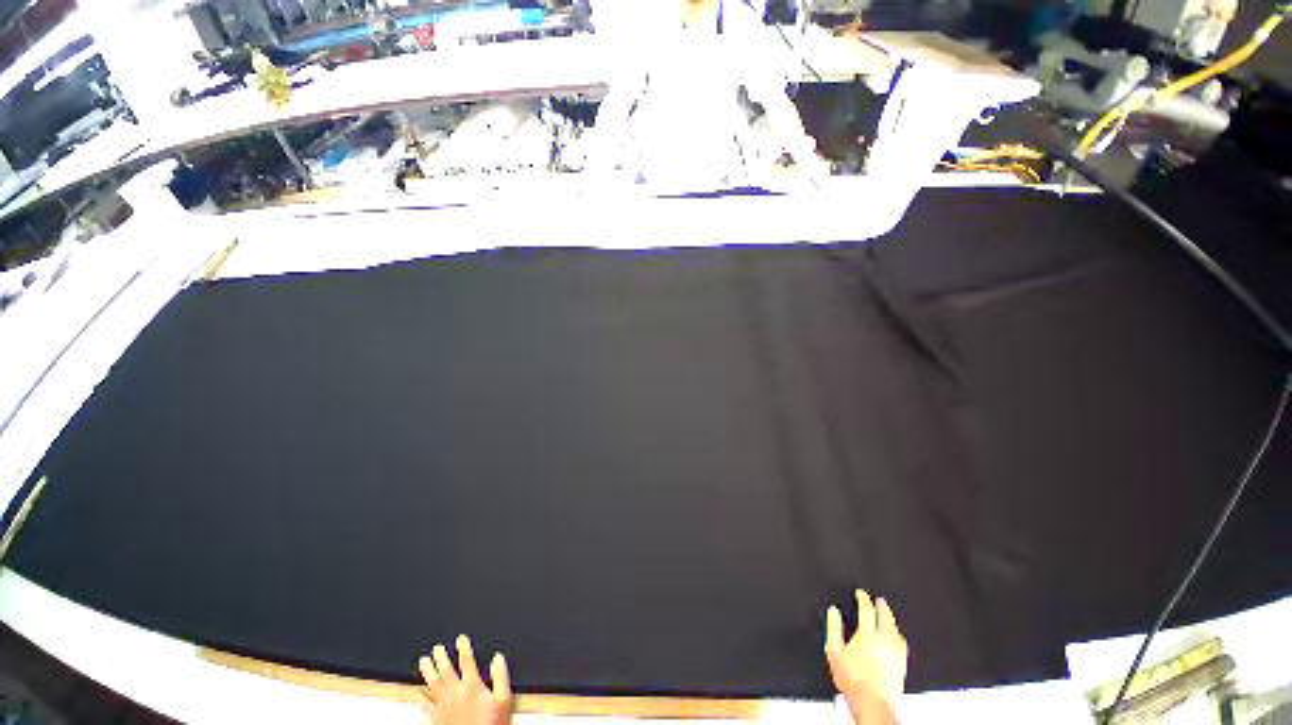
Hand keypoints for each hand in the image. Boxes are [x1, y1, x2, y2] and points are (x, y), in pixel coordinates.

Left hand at [419, 635, 512, 724]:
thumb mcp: (504, 700)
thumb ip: (501, 676)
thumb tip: (497, 657)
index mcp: (473, 686)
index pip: (467, 661)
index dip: (464, 648)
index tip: (460, 639)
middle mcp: (456, 694)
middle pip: (446, 671)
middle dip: (441, 658)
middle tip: (436, 648)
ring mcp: (443, 708)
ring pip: (433, 685)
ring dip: (428, 672)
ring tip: (424, 662)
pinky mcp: (435, 721)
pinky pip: (425, 706)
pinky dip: (421, 697)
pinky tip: (418, 694)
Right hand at [825, 589, 907, 724]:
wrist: (873, 705)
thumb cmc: (853, 682)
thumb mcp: (834, 652)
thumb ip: (833, 629)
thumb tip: (833, 612)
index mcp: (867, 635)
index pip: (867, 609)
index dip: (863, 598)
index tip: (861, 594)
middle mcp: (884, 641)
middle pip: (886, 617)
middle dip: (882, 606)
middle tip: (879, 600)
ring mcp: (896, 653)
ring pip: (896, 630)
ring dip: (892, 620)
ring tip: (888, 616)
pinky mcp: (902, 665)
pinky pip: (903, 644)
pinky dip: (899, 636)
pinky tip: (898, 639)